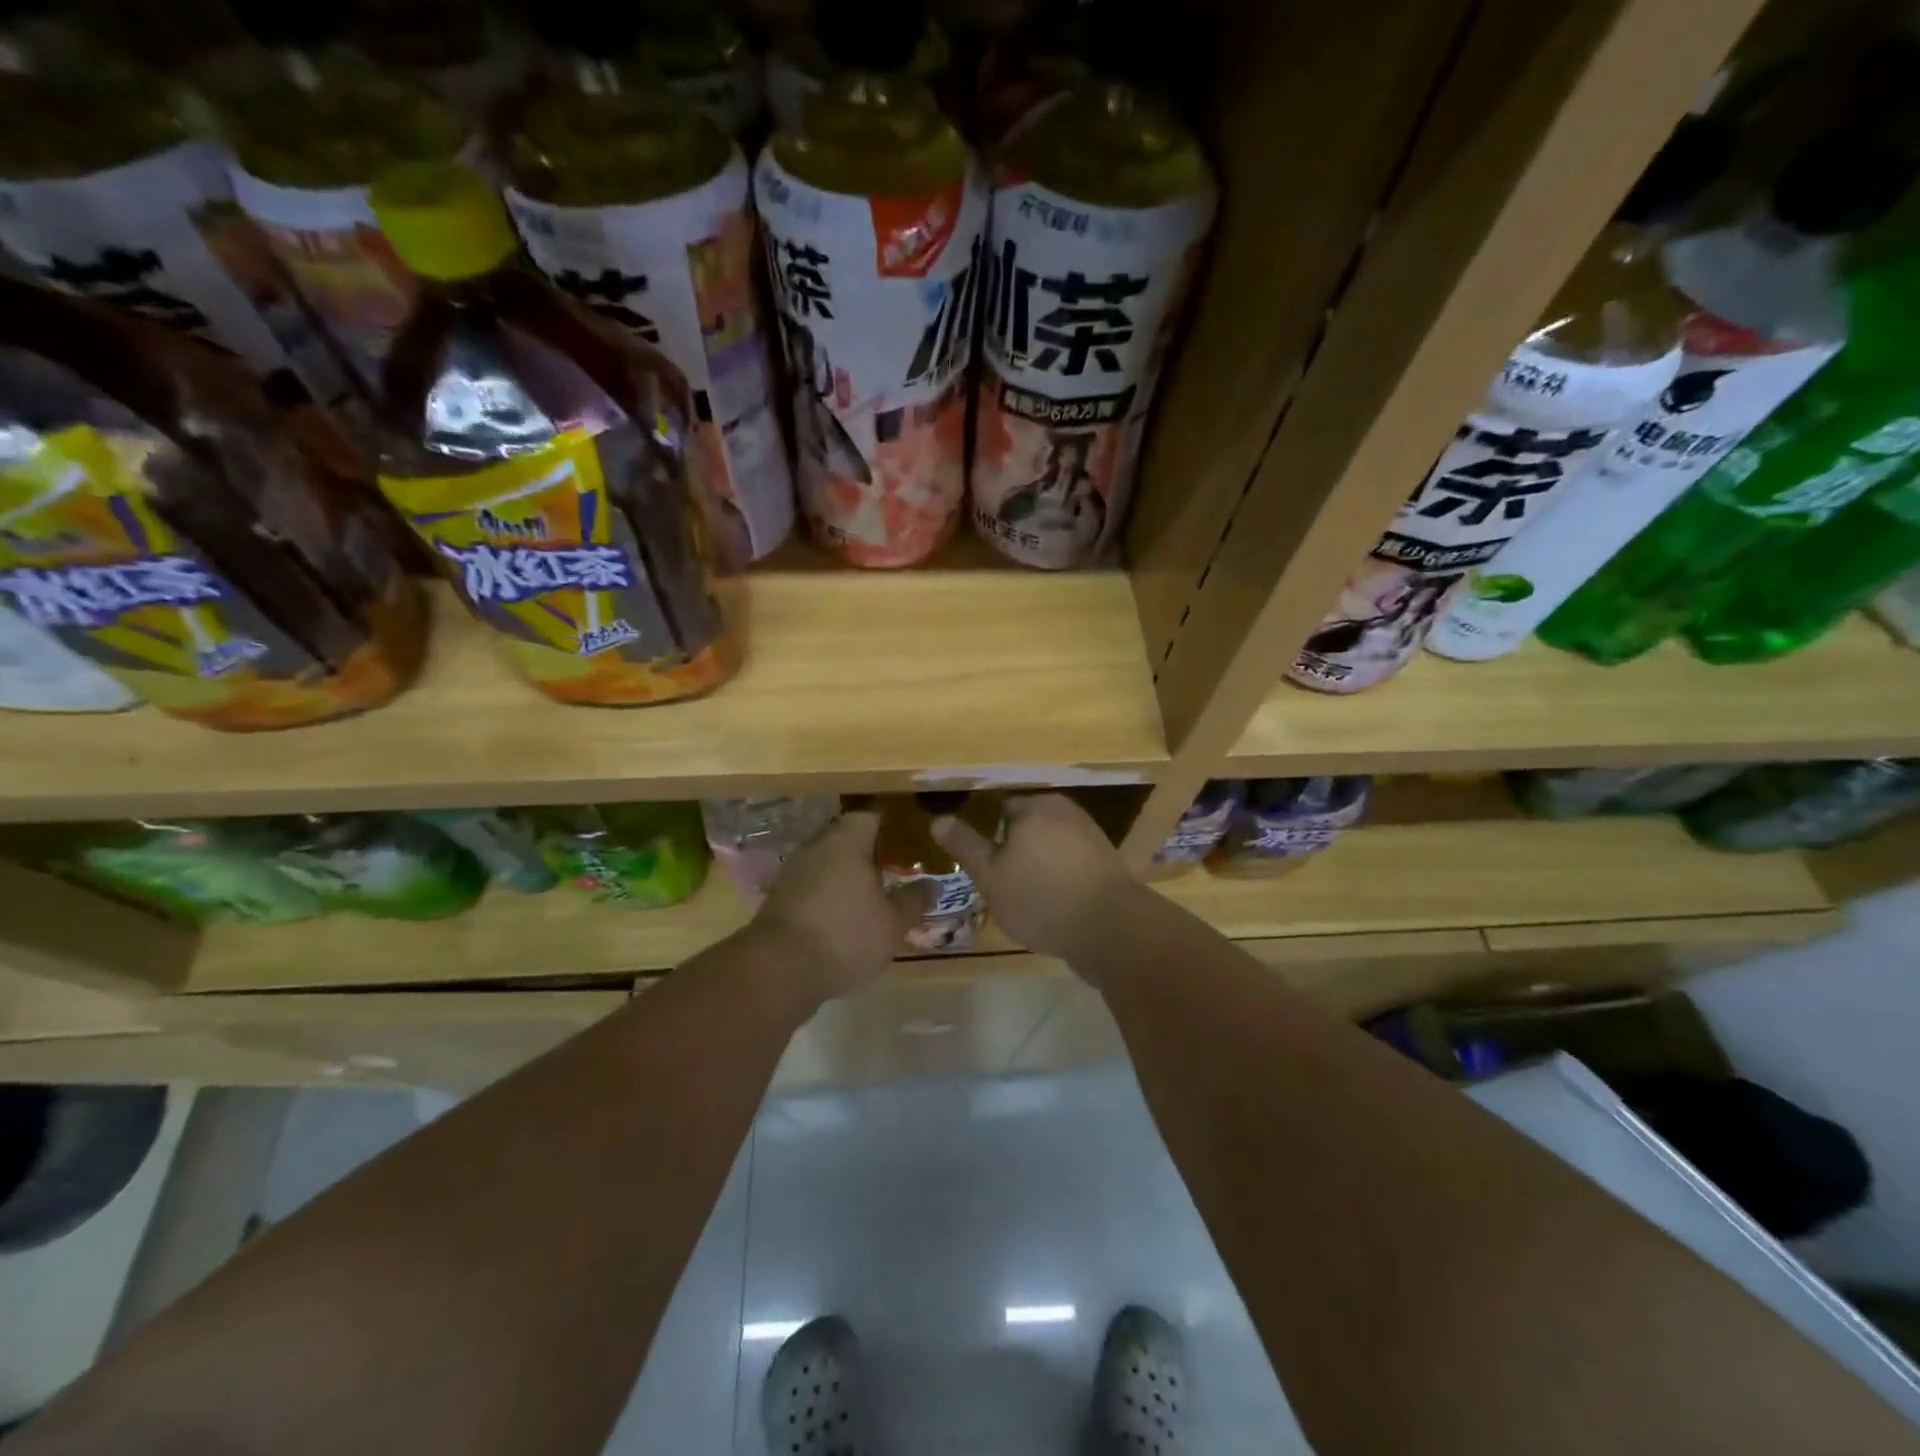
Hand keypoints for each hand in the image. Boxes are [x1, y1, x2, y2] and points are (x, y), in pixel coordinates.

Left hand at [750, 811, 922, 1000]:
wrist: (779, 971)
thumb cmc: (845, 936)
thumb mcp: (893, 923)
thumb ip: (914, 900)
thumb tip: (931, 885)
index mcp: (846, 841)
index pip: (871, 816)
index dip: (891, 826)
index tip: (909, 840)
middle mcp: (816, 846)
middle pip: (847, 838)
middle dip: (869, 853)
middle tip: (895, 870)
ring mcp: (793, 872)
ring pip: (827, 863)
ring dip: (846, 876)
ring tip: (872, 896)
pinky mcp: (778, 898)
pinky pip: (811, 886)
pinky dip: (828, 896)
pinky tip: (843, 917)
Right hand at [931, 793, 1137, 959]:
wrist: (1110, 929)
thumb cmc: (1041, 898)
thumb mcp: (990, 876)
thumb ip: (965, 845)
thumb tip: (938, 819)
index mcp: (1034, 806)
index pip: (999, 808)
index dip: (986, 835)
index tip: (979, 862)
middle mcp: (1065, 810)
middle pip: (1026, 825)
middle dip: (1012, 849)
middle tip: (997, 882)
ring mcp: (1090, 835)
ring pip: (1049, 845)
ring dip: (1036, 864)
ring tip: (1022, 896)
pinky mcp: (1106, 861)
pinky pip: (1070, 862)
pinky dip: (1058, 875)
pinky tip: (1051, 901)